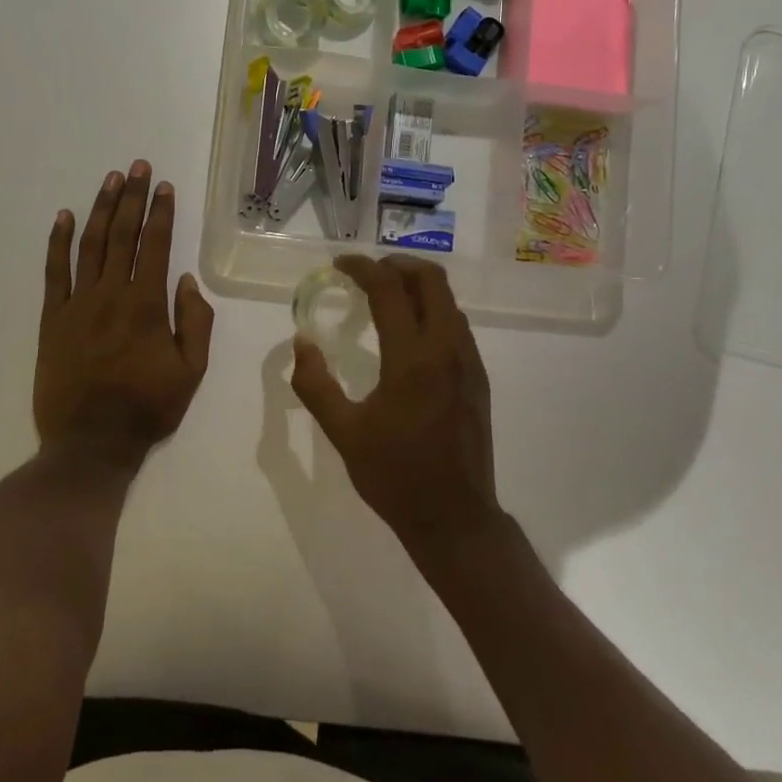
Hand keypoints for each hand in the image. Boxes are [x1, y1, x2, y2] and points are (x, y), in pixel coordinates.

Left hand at [34, 160, 214, 463]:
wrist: (90, 443)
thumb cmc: (147, 408)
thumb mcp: (191, 372)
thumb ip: (195, 323)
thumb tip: (188, 280)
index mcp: (147, 305)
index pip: (156, 246)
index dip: (160, 213)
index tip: (164, 186)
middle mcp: (111, 295)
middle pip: (122, 235)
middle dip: (131, 197)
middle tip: (137, 166)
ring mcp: (77, 304)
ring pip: (89, 245)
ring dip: (100, 209)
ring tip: (110, 180)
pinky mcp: (51, 318)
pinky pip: (53, 272)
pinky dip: (57, 242)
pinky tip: (62, 217)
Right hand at [290, 254, 498, 547]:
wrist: (455, 517)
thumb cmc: (394, 476)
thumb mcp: (343, 433)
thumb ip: (315, 385)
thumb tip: (302, 343)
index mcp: (412, 359)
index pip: (389, 289)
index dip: (362, 268)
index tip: (339, 266)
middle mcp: (447, 349)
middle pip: (431, 280)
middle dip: (397, 264)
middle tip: (366, 272)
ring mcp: (469, 362)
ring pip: (448, 300)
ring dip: (417, 286)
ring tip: (385, 296)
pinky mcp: (479, 377)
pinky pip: (456, 325)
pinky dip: (432, 310)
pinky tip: (408, 332)